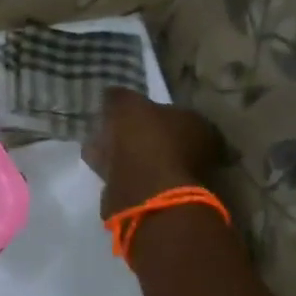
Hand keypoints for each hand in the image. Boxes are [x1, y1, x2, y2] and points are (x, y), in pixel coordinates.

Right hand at [82, 87, 225, 219]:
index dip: (149, 111)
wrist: (146, 194)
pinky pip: (136, 180)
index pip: (174, 112)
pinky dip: (120, 174)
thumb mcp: (128, 105)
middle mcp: (197, 152)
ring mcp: (180, 179)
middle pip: (161, 138)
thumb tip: (113, 93)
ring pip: (146, 161)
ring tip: (97, 149)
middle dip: (136, 135)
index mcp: (197, 124)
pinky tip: (99, 168)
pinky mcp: (162, 201)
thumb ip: (120, 96)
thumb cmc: (145, 141)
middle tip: (110, 131)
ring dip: (125, 156)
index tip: (126, 113)